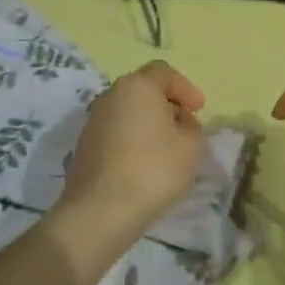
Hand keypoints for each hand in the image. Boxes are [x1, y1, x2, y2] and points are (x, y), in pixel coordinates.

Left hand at [58, 60, 207, 245]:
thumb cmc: (153, 170)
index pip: (164, 72)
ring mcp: (93, 122)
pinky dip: (133, 140)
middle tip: (185, 126)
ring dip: (149, 124)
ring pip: (128, 113)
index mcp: (137, 86)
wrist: (101, 211)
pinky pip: (116, 133)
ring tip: (167, 148)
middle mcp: (111, 96)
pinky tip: (144, 164)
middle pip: (143, 90)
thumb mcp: (191, 146)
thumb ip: (192, 127)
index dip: (185, 88)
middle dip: (167, 105)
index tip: (199, 109)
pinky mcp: (84, 147)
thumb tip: (179, 122)